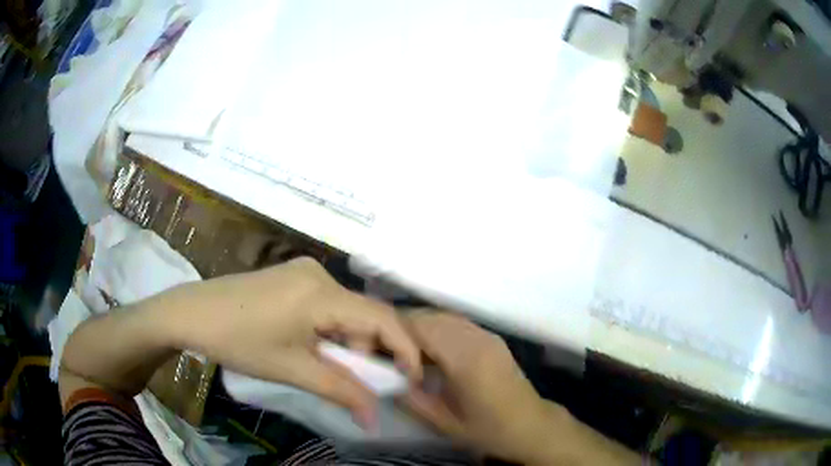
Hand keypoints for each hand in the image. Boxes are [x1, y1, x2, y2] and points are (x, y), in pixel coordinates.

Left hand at [160, 257, 421, 427]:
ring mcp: (303, 271)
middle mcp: (319, 273)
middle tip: (348, 380)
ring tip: (317, 363)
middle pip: (362, 315)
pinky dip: (328, 328)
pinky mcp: (291, 275)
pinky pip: (326, 303)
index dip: (405, 349)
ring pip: (344, 310)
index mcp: (321, 292)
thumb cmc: (239, 341)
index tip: (412, 379)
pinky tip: (306, 343)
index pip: (382, 318)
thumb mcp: (292, 370)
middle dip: (364, 351)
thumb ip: (341, 392)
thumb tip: (375, 419)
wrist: (190, 313)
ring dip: (343, 342)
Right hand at [400, 312, 561, 463]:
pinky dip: (439, 329)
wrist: (529, 425)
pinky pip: (459, 324)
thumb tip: (385, 380)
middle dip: (406, 328)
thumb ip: (412, 400)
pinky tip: (432, 351)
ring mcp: (488, 336)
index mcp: (466, 359)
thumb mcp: (444, 423)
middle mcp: (478, 339)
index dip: (397, 333)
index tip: (380, 350)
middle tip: (388, 350)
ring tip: (406, 350)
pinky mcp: (493, 338)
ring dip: (423, 327)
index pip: (423, 328)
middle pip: (434, 317)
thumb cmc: (487, 428)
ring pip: (446, 317)